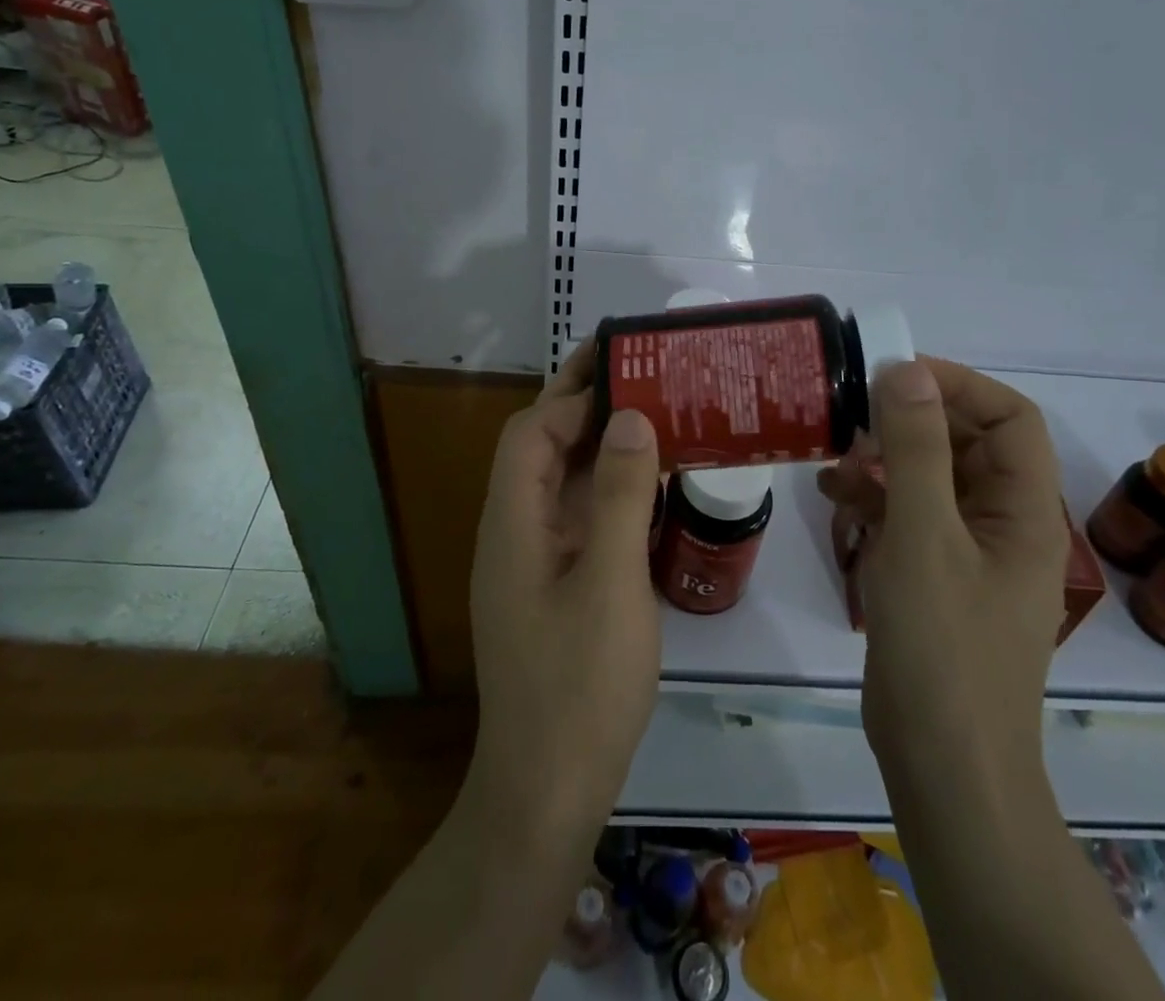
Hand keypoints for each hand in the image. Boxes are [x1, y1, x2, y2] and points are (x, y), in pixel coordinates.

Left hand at [464, 341, 661, 853]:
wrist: (548, 792)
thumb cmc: (580, 687)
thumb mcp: (611, 585)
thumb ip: (619, 497)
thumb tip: (630, 418)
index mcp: (513, 523)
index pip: (531, 434)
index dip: (573, 398)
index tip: (623, 371)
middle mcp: (514, 531)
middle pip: (540, 449)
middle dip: (582, 407)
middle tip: (639, 373)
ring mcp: (533, 560)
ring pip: (559, 481)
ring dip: (597, 444)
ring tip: (652, 413)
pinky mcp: (553, 584)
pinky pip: (576, 515)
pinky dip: (607, 487)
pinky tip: (647, 484)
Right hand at [819, 357, 1065, 781]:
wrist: (942, 765)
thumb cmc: (942, 646)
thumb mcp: (923, 535)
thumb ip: (915, 449)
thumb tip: (906, 369)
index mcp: (1024, 510)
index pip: (1010, 418)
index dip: (958, 385)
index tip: (894, 375)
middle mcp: (1004, 524)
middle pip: (968, 444)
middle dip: (911, 419)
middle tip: (852, 408)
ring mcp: (969, 553)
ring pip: (933, 478)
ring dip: (886, 457)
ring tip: (833, 450)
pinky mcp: (936, 577)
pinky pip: (910, 516)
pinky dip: (874, 497)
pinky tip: (832, 493)